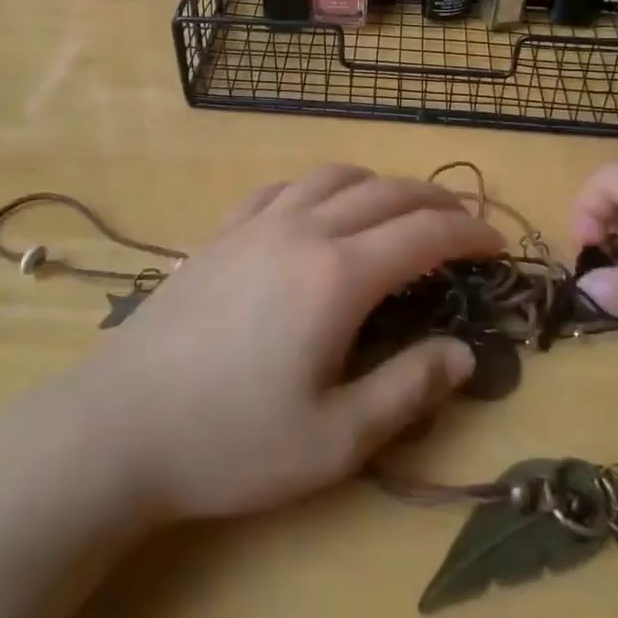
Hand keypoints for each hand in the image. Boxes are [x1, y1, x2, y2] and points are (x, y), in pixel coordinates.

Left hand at [78, 165, 502, 521]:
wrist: (119, 426)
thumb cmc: (231, 441)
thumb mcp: (336, 440)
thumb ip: (409, 389)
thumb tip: (464, 353)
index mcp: (338, 275)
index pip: (423, 234)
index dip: (469, 234)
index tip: (498, 246)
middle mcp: (303, 230)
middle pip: (385, 193)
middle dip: (435, 202)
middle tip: (464, 225)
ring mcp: (256, 224)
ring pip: (333, 176)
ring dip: (379, 184)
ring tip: (399, 209)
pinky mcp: (221, 232)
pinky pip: (282, 187)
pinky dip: (319, 188)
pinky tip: (317, 210)